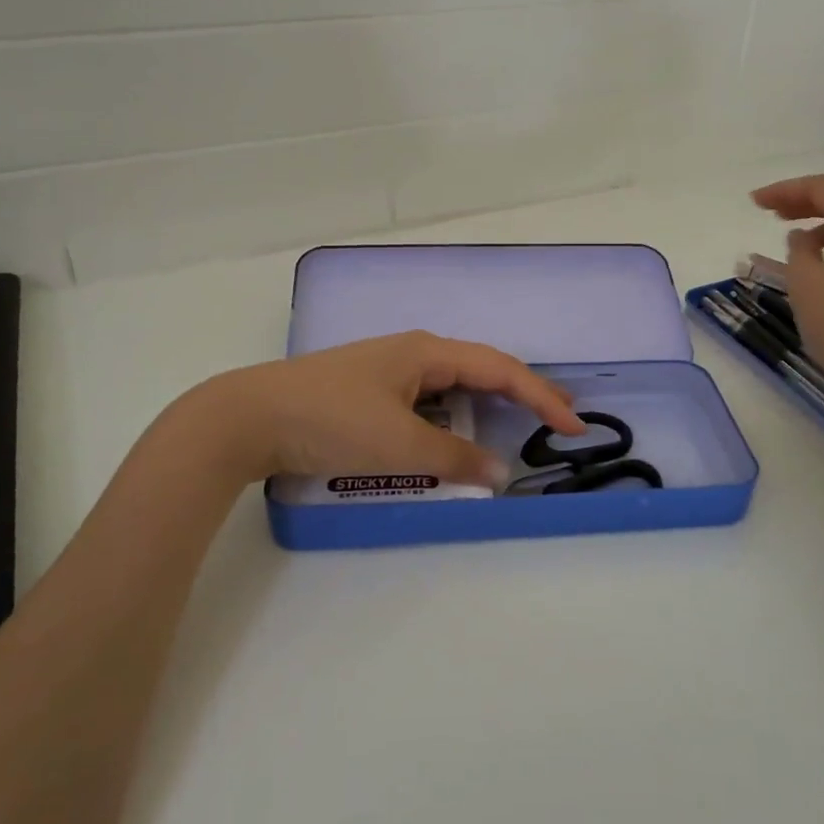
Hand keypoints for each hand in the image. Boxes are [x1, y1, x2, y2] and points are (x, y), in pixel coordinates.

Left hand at [178, 332, 584, 488]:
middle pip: (481, 369)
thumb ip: (452, 459)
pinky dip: (452, 418)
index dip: (541, 395)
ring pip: (452, 386)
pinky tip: (453, 434)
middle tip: (558, 415)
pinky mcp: (368, 391)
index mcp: (427, 352)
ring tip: (516, 423)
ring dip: (486, 405)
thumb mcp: (398, 445)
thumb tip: (498, 470)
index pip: (500, 370)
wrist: (248, 416)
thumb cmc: (331, 420)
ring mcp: (389, 370)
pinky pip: (427, 401)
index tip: (575, 424)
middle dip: (522, 392)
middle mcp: (413, 353)